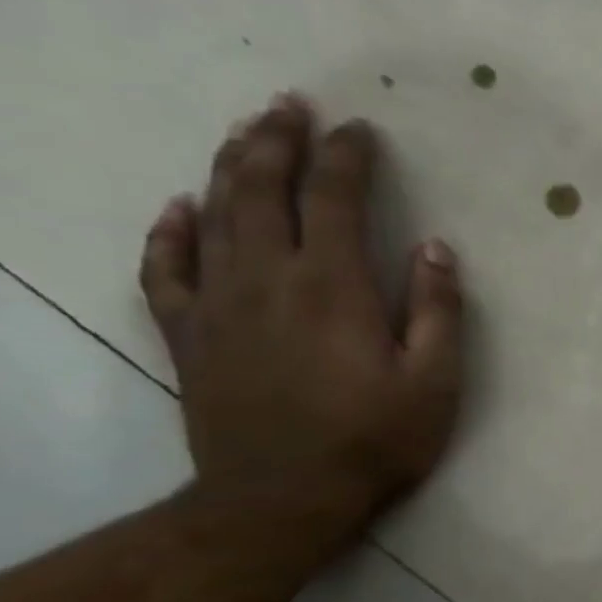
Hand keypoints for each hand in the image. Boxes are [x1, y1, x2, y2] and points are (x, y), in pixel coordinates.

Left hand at [139, 94, 463, 551]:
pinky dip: (169, 230)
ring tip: (246, 132)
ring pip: (213, 213)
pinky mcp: (189, 334)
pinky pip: (165, 268)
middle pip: (261, 189)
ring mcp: (218, 304)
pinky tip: (178, 206)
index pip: (334, 199)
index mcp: (332, 286)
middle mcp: (266, 278)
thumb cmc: (375, 439)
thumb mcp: (435, 381)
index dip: (347, 158)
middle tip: (291, 104)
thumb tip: (434, 248)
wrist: (283, 497)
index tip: (361, 129)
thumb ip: (437, 311)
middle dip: (278, 140)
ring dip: (229, 165)